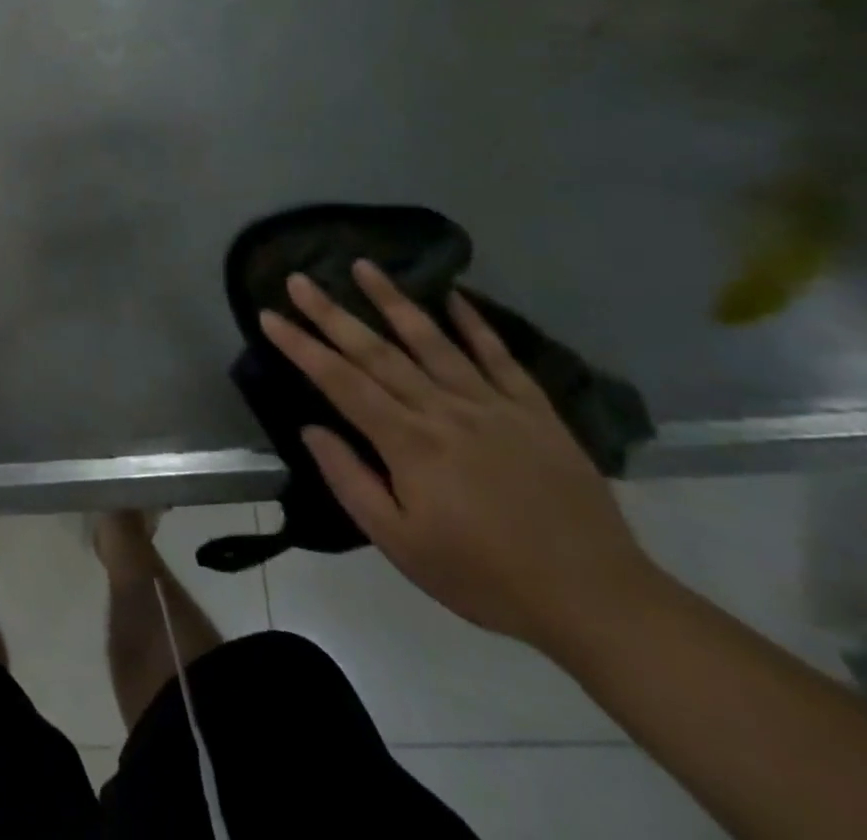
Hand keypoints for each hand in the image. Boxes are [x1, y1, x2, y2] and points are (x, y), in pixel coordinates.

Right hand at [259, 263, 660, 654]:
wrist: (597, 601)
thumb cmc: (485, 576)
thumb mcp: (401, 545)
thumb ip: (350, 482)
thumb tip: (312, 430)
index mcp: (408, 442)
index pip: (340, 381)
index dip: (301, 346)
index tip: (269, 315)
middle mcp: (443, 410)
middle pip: (377, 351)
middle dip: (331, 313)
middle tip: (299, 278)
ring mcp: (492, 405)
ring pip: (432, 340)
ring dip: (393, 300)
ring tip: (363, 265)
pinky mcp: (534, 411)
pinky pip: (498, 356)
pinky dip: (474, 322)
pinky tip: (452, 295)